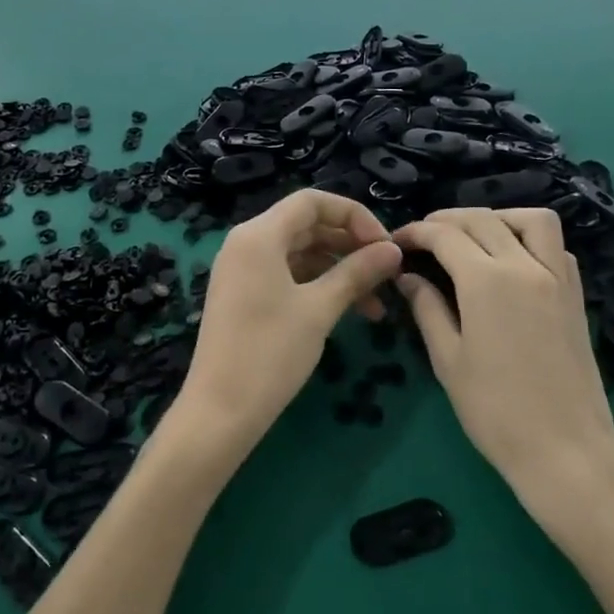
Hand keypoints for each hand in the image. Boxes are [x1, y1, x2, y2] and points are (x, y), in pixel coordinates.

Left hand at [169, 189, 402, 462]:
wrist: (220, 411)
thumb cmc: (270, 353)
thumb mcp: (319, 309)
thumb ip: (357, 272)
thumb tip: (394, 250)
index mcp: (259, 235)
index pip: (313, 202)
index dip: (354, 215)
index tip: (385, 245)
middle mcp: (247, 243)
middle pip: (307, 225)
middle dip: (350, 244)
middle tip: (387, 271)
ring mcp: (242, 269)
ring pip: (300, 253)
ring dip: (339, 269)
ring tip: (376, 303)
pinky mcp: (244, 294)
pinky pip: (287, 275)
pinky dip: (318, 286)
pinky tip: (349, 310)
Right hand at [393, 208, 613, 504]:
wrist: (566, 450)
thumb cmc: (495, 411)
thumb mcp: (448, 360)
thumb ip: (427, 309)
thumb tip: (408, 277)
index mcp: (487, 281)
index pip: (445, 235)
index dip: (416, 232)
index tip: (397, 241)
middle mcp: (525, 266)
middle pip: (483, 220)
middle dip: (447, 220)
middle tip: (423, 237)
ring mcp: (558, 277)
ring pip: (531, 219)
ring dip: (497, 217)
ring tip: (471, 236)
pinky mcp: (576, 295)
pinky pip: (556, 246)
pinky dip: (529, 238)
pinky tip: (510, 259)